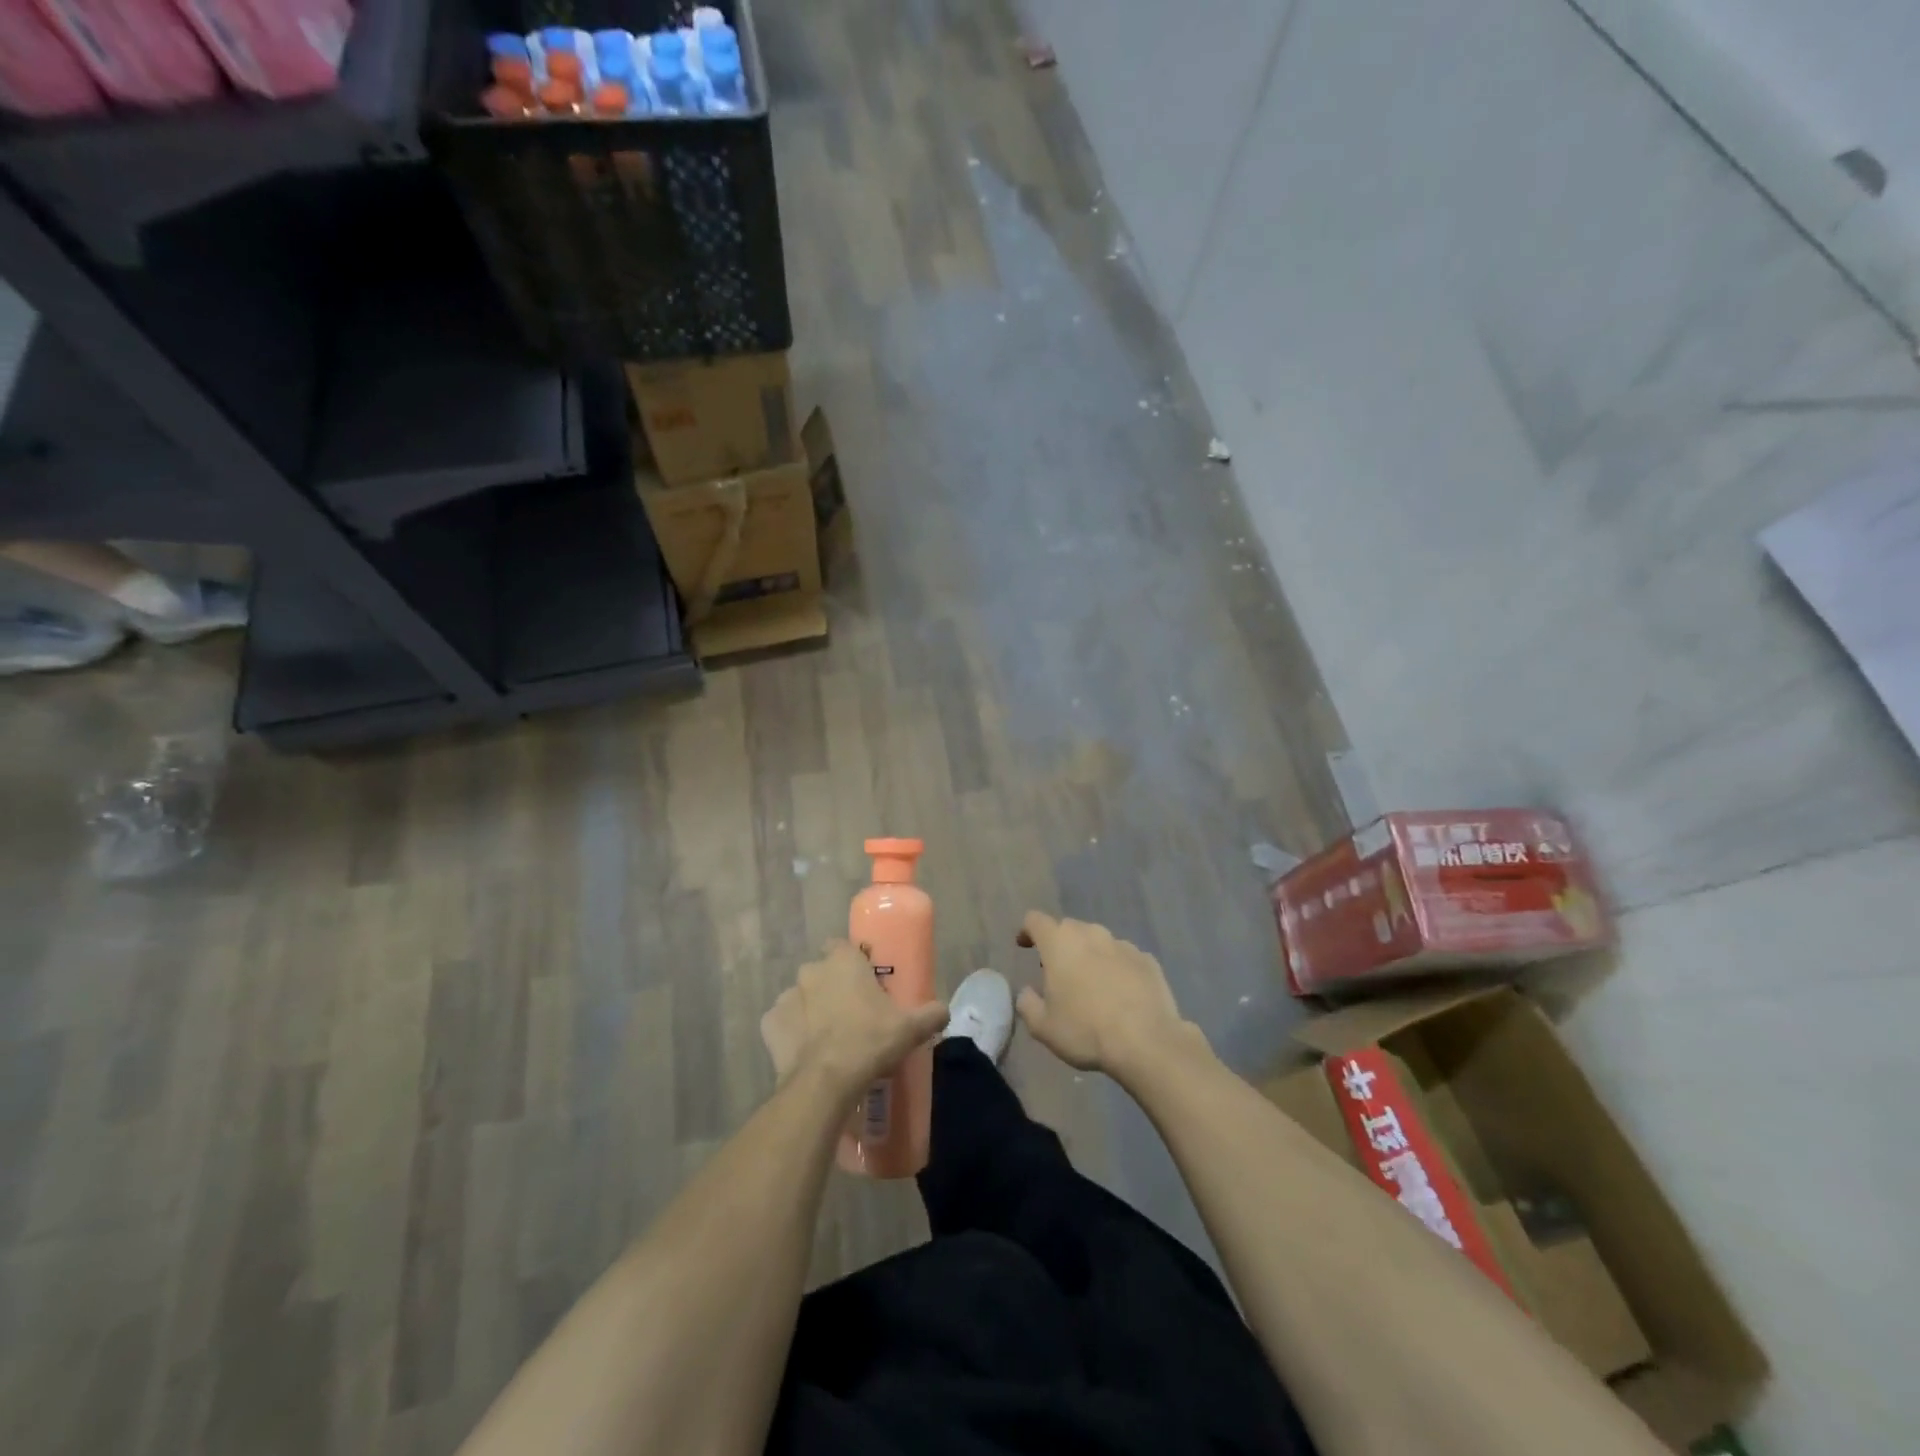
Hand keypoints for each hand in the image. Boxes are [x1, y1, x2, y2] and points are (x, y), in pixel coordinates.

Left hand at [761, 940, 948, 1092]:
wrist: (825, 1081)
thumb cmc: (869, 1041)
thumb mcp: (910, 1028)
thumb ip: (930, 1014)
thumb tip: (944, 1010)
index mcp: (842, 961)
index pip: (842, 946)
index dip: (851, 961)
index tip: (864, 981)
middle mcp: (811, 971)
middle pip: (821, 971)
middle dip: (831, 986)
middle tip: (851, 1012)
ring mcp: (786, 997)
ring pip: (800, 997)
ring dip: (811, 1009)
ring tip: (828, 1036)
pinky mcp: (769, 1025)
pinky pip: (781, 1023)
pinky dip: (791, 1033)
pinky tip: (806, 1051)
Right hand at [1014, 912, 1193, 1076]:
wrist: (1146, 1041)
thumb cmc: (1086, 1031)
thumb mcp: (1043, 1027)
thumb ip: (1027, 1004)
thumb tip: (1027, 992)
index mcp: (1059, 943)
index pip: (1035, 920)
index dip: (1027, 931)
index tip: (1025, 945)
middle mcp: (1091, 934)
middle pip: (1068, 928)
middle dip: (1060, 945)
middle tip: (1058, 973)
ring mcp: (1122, 944)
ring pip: (1098, 942)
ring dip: (1090, 956)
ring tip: (1092, 985)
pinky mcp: (1147, 960)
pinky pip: (1124, 957)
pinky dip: (1117, 969)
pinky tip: (1121, 994)